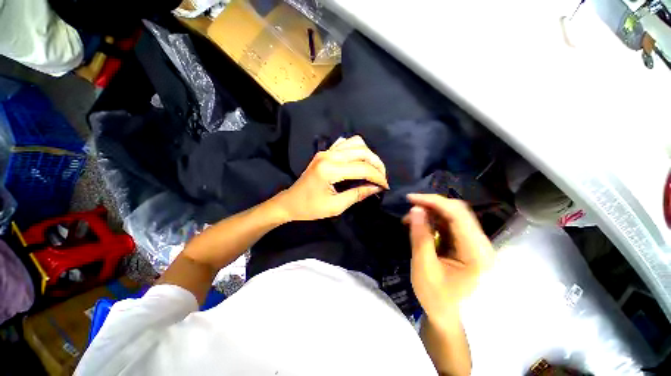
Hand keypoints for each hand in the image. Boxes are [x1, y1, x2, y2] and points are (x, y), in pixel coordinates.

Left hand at [275, 136, 388, 220]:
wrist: (290, 201)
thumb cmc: (310, 208)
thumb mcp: (335, 207)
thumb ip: (357, 194)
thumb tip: (376, 188)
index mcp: (329, 170)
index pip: (362, 168)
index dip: (377, 177)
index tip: (385, 186)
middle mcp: (328, 155)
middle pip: (362, 151)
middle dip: (377, 164)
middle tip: (381, 178)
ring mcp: (326, 151)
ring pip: (356, 143)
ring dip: (368, 155)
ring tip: (373, 169)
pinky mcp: (324, 152)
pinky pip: (345, 143)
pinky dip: (357, 149)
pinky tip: (360, 160)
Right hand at [404, 194, 493, 323]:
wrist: (447, 315)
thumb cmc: (436, 296)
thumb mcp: (424, 266)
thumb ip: (420, 236)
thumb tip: (415, 209)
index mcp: (476, 252)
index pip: (458, 215)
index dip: (433, 201)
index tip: (410, 199)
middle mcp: (481, 244)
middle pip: (458, 211)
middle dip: (431, 205)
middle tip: (410, 209)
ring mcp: (474, 243)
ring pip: (453, 216)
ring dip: (430, 213)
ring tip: (410, 220)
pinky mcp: (466, 244)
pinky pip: (450, 224)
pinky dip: (433, 221)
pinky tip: (420, 226)